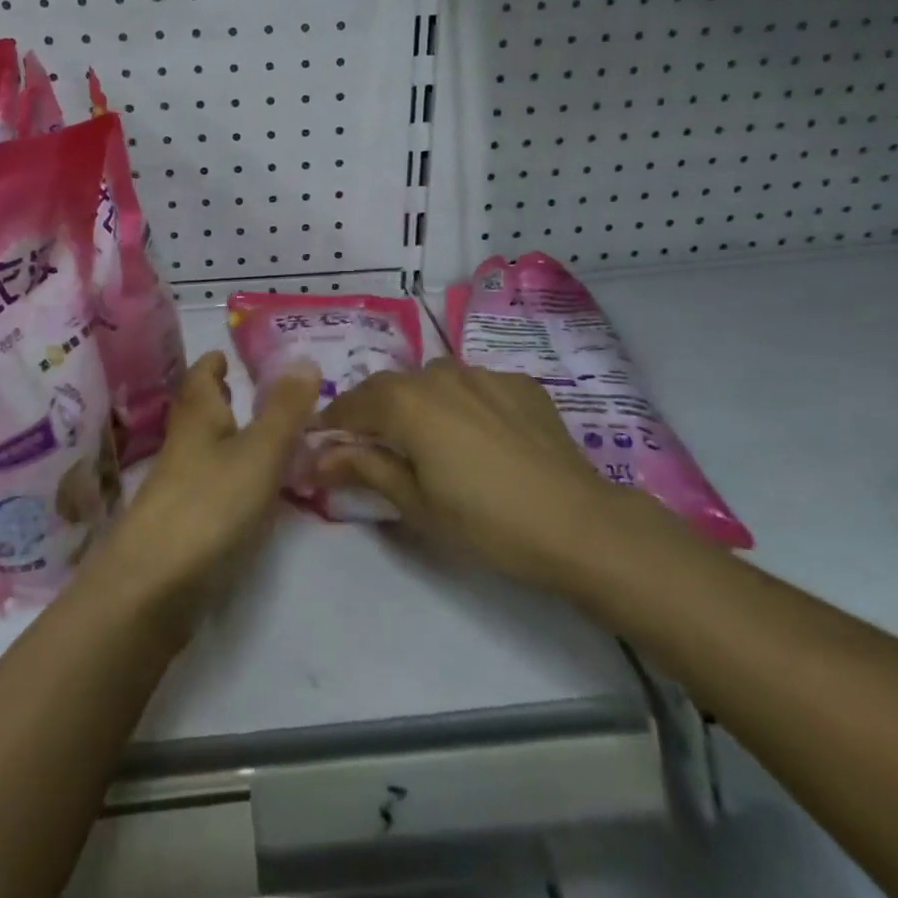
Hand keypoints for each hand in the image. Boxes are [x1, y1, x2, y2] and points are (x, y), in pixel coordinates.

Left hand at [88, 351, 318, 633]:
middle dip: (222, 399)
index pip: (201, 376)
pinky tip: (255, 492)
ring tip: (265, 437)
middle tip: (254, 391)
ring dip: (230, 438)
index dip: (214, 363)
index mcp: (198, 417)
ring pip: (206, 449)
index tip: (229, 354)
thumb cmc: (209, 505)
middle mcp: (184, 446)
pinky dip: (233, 476)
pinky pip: (212, 485)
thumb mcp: (259, 452)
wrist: (153, 587)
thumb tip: (304, 358)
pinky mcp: (184, 526)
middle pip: (200, 412)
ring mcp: (179, 488)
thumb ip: (284, 410)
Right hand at [314, 359, 637, 590]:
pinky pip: (473, 386)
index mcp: (405, 402)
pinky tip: (477, 436)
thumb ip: (364, 469)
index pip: (351, 404)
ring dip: (417, 403)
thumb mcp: (415, 503)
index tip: (319, 441)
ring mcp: (482, 373)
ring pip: (432, 381)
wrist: (578, 524)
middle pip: (389, 388)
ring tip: (426, 439)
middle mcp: (438, 374)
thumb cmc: (485, 522)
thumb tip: (319, 458)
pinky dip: (461, 404)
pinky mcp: (518, 382)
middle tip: (369, 444)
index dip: (331, 423)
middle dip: (372, 412)